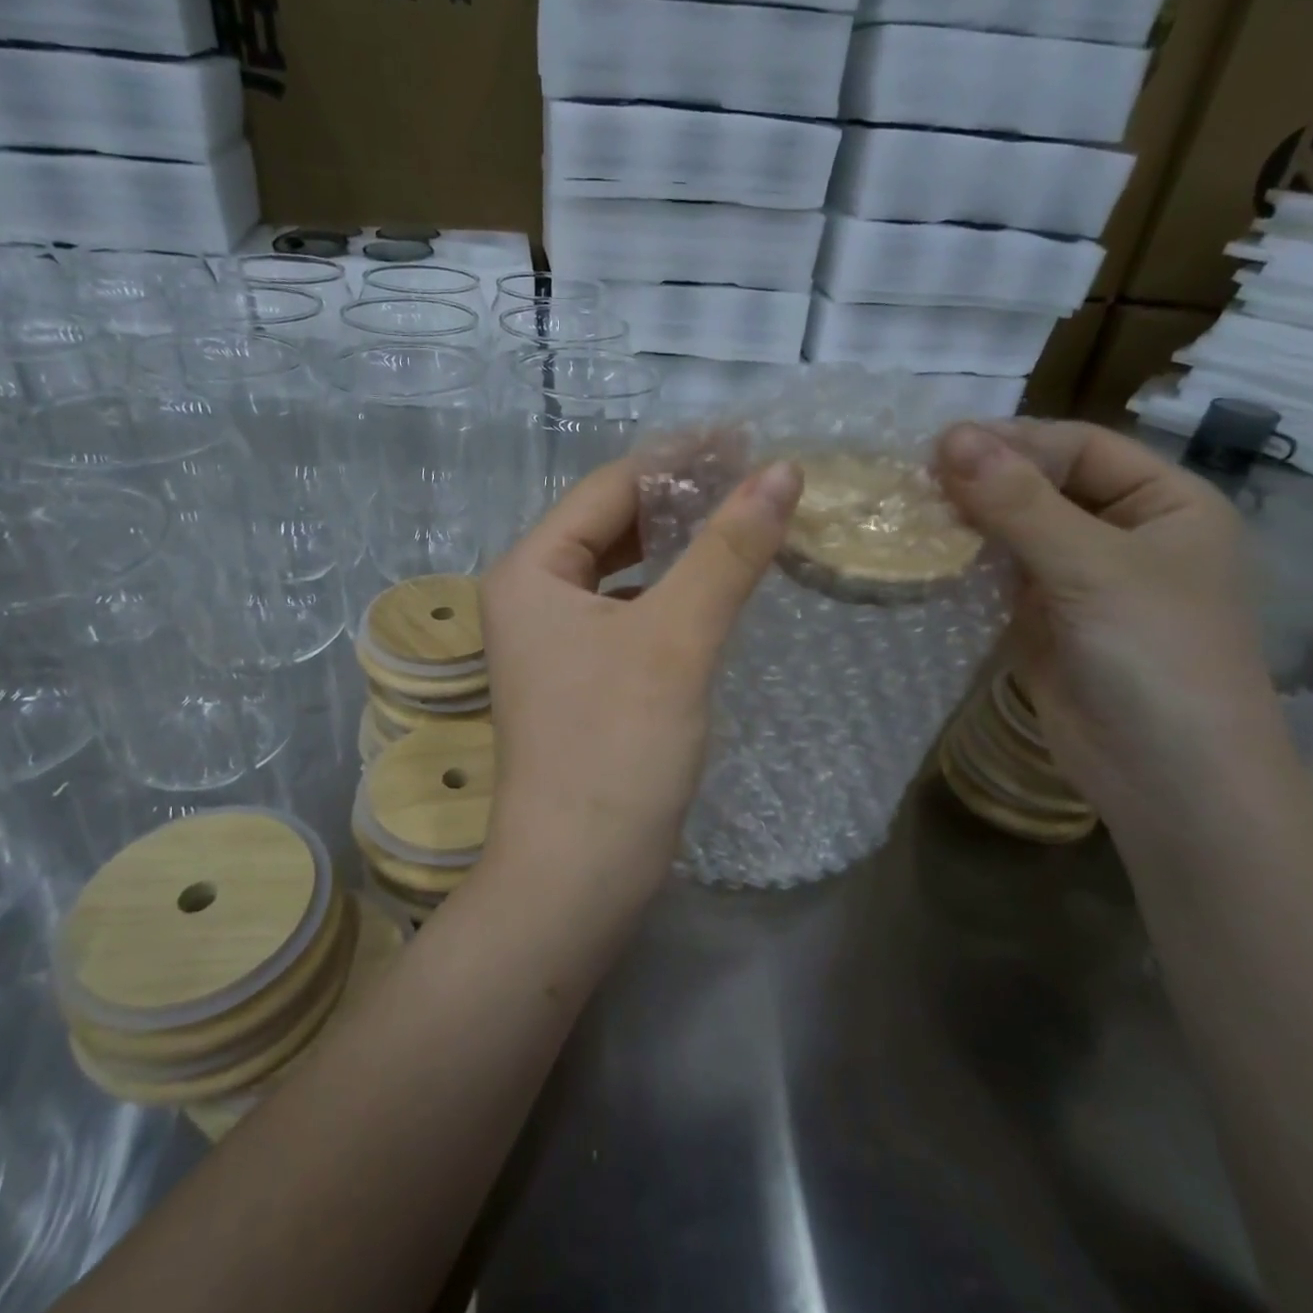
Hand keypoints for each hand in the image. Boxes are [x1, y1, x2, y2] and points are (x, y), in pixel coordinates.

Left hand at [480, 455, 802, 897]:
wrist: (579, 874)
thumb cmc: (616, 747)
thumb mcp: (676, 638)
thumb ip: (727, 551)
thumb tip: (782, 472)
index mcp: (531, 570)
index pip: (608, 487)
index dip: (678, 457)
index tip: (747, 437)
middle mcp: (531, 596)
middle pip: (611, 523)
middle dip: (680, 498)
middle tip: (755, 475)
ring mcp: (553, 640)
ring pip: (622, 569)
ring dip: (678, 544)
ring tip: (743, 518)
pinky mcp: (580, 677)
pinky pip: (627, 611)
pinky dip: (669, 592)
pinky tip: (711, 587)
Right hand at [936, 421, 1291, 815]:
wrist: (1168, 779)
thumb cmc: (1156, 657)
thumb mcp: (1091, 566)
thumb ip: (1018, 503)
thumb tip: (949, 436)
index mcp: (1164, 505)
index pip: (1080, 448)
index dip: (1014, 442)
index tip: (939, 446)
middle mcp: (1121, 535)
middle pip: (1042, 488)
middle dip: (982, 482)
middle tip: (911, 481)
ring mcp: (1078, 582)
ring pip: (1013, 534)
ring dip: (965, 524)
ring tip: (904, 514)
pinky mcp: (1041, 623)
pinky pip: (996, 580)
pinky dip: (961, 567)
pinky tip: (921, 559)